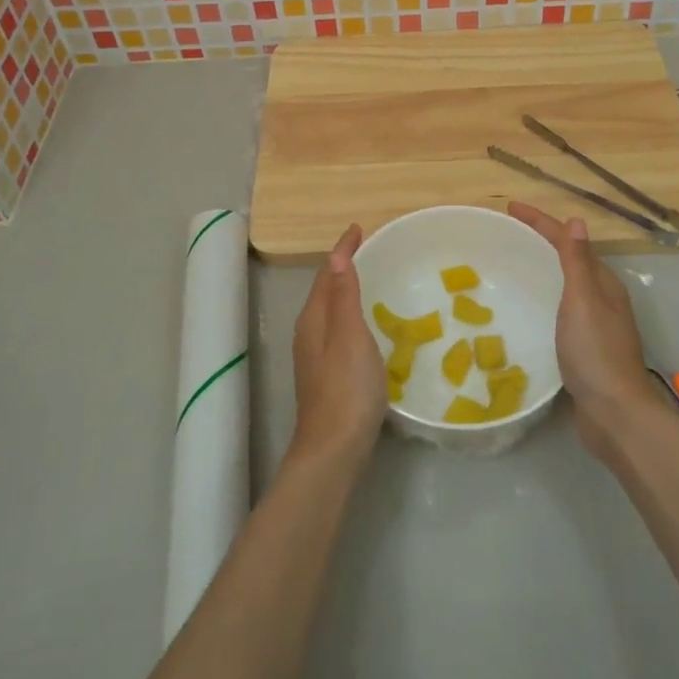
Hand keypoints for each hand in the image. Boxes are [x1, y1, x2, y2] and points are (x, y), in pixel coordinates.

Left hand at [287, 225, 386, 471]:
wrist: (334, 449)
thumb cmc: (346, 388)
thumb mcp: (349, 335)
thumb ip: (344, 296)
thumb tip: (336, 256)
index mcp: (314, 319)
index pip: (327, 273)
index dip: (342, 250)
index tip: (358, 228)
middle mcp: (309, 332)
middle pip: (325, 289)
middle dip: (342, 266)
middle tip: (367, 249)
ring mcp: (316, 356)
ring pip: (330, 310)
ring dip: (345, 290)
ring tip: (369, 278)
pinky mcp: (327, 374)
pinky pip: (338, 329)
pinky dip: (351, 314)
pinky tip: (367, 325)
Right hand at [509, 203, 659, 459]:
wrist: (615, 414)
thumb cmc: (596, 352)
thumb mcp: (583, 300)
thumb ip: (576, 262)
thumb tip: (576, 220)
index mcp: (603, 283)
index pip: (568, 241)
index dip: (540, 222)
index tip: (509, 208)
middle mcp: (602, 299)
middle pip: (569, 259)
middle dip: (541, 241)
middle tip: (507, 234)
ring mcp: (595, 324)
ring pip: (565, 285)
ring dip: (543, 269)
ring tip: (512, 266)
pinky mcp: (585, 347)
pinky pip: (560, 309)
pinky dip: (544, 298)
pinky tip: (527, 309)